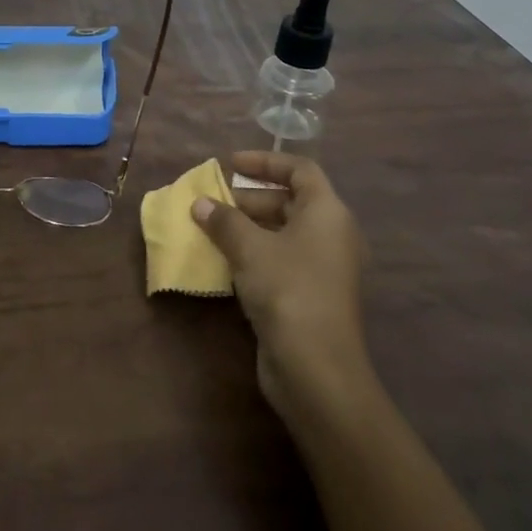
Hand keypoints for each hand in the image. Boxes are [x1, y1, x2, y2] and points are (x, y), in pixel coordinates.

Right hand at [192, 151, 371, 419]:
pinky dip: (254, 254)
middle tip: (213, 201)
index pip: (300, 170)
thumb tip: (200, 203)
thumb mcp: (250, 248)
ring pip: (283, 233)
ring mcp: (323, 268)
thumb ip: (224, 220)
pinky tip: (224, 262)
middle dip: (250, 198)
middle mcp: (331, 234)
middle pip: (290, 201)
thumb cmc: (287, 290)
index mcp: (327, 212)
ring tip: (211, 228)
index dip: (265, 161)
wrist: (316, 368)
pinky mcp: (310, 295)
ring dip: (248, 228)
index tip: (230, 164)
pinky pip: (280, 260)